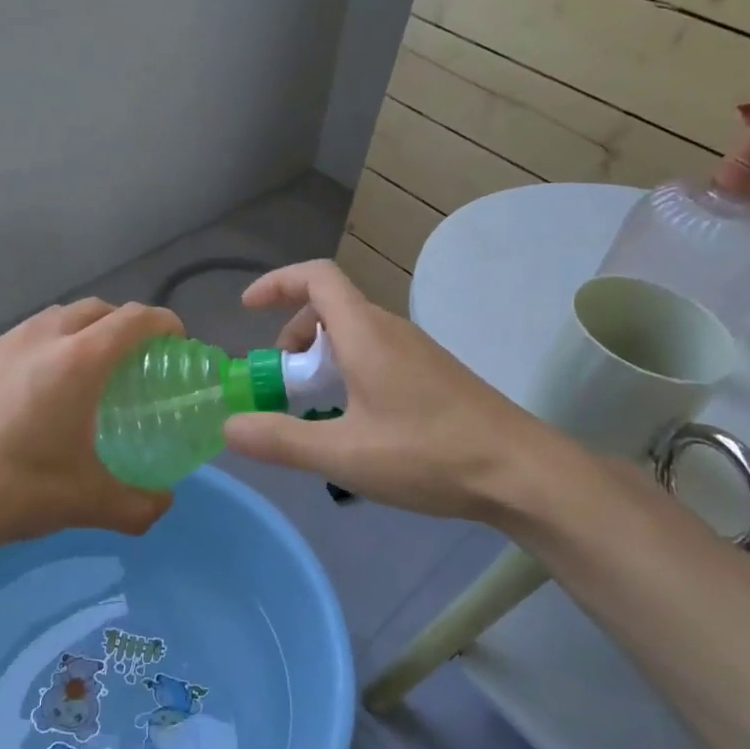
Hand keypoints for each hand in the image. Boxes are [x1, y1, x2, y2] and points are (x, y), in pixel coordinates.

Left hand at [0, 298, 182, 551]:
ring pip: (59, 316)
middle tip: (138, 360)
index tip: (178, 345)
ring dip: (86, 329)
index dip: (164, 324)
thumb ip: (138, 505)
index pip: (135, 319)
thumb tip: (164, 503)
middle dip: (126, 324)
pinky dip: (52, 343)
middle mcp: (44, 337)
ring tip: (91, 370)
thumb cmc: (12, 488)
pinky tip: (42, 387)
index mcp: (78, 361)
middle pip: (98, 309)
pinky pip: (29, 334)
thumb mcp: (85, 503)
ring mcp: (5, 344)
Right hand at [222, 260, 592, 524]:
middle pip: (330, 306)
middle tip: (280, 381)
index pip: (316, 277)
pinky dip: (348, 370)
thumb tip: (229, 425)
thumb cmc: (429, 454)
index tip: (247, 310)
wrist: (520, 472)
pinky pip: (376, 353)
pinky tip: (355, 421)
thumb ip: (282, 439)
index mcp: (366, 333)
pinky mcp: (432, 374)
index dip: (276, 283)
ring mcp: (416, 351)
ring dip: (321, 356)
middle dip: (293, 334)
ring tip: (313, 407)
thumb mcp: (345, 454)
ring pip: (354, 332)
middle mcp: (390, 330)